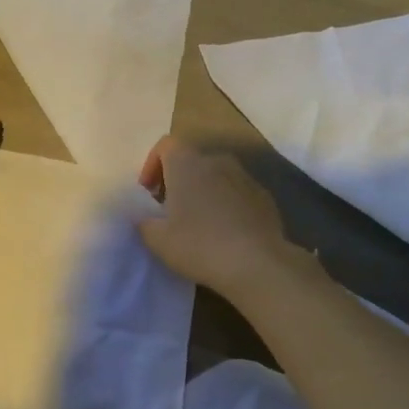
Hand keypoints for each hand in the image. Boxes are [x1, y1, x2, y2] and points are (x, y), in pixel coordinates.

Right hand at [134, 137, 293, 295]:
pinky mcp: (264, 197)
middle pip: (191, 160)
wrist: (257, 264)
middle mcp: (217, 162)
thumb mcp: (158, 240)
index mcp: (187, 165)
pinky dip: (225, 204)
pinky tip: (224, 232)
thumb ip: (144, 223)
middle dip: (177, 179)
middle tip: (169, 209)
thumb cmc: (199, 245)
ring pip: (216, 175)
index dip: (152, 164)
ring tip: (197, 221)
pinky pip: (236, 192)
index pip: (166, 145)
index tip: (148, 192)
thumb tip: (144, 218)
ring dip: (202, 191)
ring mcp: (245, 177)